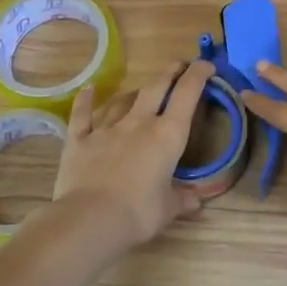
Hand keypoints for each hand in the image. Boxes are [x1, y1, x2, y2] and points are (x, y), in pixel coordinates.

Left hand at [51, 59, 214, 249]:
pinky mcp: (79, 140)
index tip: (206, 65)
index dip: (198, 74)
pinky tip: (89, 89)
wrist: (90, 220)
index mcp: (167, 135)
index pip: (187, 94)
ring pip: (124, 99)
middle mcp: (139, 123)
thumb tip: (195, 200)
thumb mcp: (168, 208)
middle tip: (179, 65)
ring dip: (136, 91)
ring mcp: (107, 128)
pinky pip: (83, 115)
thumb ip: (182, 199)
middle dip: (171, 72)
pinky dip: (86, 101)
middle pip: (157, 86)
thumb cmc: (138, 213)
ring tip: (143, 89)